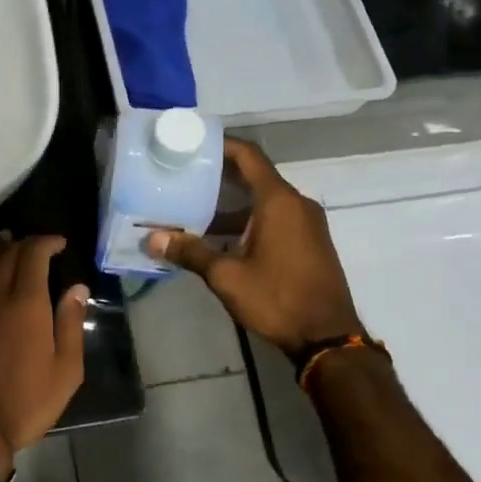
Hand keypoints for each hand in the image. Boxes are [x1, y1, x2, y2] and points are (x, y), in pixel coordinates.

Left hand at [0, 234, 89, 470]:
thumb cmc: (25, 401)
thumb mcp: (65, 370)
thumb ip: (71, 324)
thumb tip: (77, 289)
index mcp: (25, 302)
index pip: (32, 253)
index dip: (46, 242)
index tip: (58, 243)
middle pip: (4, 253)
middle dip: (22, 243)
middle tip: (36, 247)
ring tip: (10, 251)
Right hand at [145, 138, 363, 357]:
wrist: (328, 337)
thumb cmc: (277, 298)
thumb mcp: (226, 276)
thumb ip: (191, 252)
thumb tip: (152, 239)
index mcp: (278, 201)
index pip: (249, 156)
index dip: (222, 145)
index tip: (194, 144)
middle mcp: (296, 203)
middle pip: (255, 176)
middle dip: (220, 176)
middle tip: (184, 177)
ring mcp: (307, 223)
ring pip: (265, 200)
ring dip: (233, 203)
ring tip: (195, 208)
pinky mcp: (310, 242)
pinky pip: (276, 217)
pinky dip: (250, 218)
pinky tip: (222, 236)